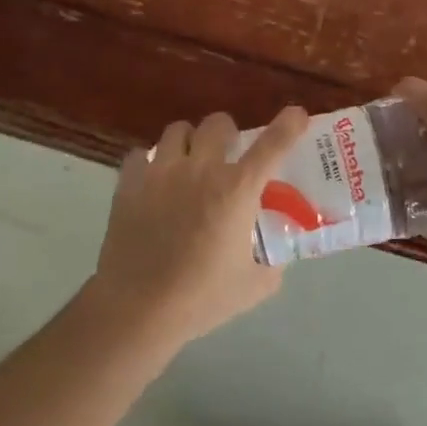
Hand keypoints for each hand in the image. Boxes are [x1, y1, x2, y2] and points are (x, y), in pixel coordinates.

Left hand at [89, 106, 308, 348]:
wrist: (136, 311)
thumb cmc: (200, 299)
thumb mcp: (252, 287)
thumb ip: (271, 267)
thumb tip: (277, 259)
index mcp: (236, 190)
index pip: (271, 145)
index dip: (288, 125)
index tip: (297, 114)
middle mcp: (201, 169)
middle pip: (217, 123)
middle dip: (227, 132)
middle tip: (227, 152)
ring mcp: (161, 172)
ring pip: (177, 130)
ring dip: (189, 142)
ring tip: (188, 162)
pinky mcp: (129, 184)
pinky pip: (139, 156)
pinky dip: (148, 163)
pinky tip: (152, 182)